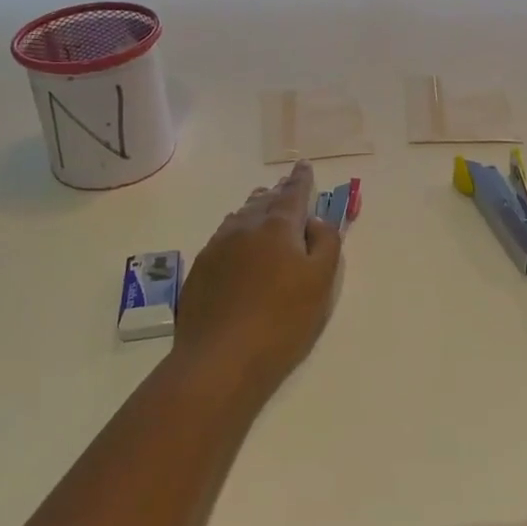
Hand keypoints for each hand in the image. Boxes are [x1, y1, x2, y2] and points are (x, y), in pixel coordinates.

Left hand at [173, 161, 342, 398]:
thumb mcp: (321, 283)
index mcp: (277, 226)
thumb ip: (326, 244)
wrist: (219, 359)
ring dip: (255, 210)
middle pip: (264, 201)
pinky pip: (223, 238)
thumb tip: (316, 220)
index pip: (293, 193)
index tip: (304, 166)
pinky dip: (237, 233)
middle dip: (278, 193)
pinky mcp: (200, 269)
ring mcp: (217, 247)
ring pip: (240, 217)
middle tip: (286, 188)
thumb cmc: (281, 321)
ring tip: (263, 210)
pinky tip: (239, 247)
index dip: (301, 179)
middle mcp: (244, 227)